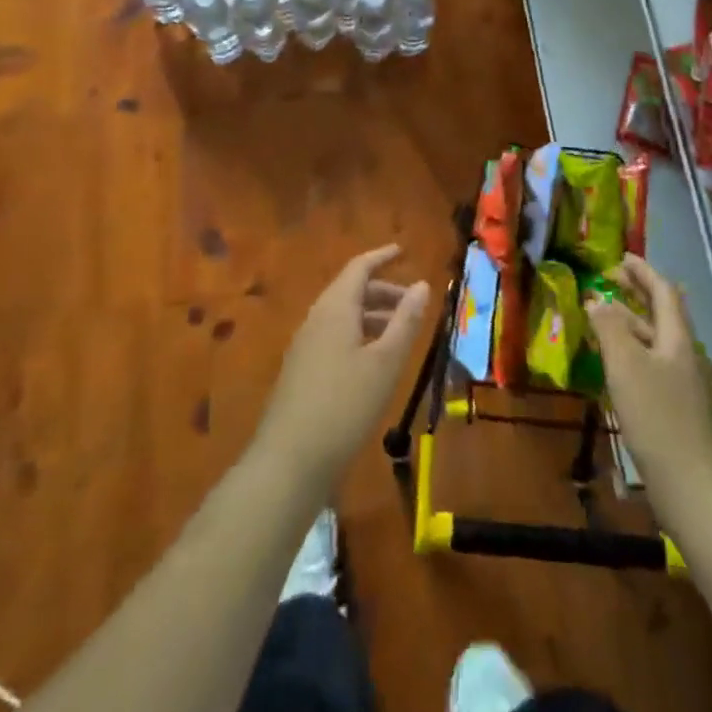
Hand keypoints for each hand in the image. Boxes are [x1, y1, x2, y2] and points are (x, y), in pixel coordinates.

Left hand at [253, 246, 430, 491]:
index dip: (381, 257)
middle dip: (382, 291)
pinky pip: (333, 337)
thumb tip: (422, 285)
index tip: (402, 251)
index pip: (359, 268)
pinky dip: (358, 335)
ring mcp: (305, 345)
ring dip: (372, 316)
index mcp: (335, 308)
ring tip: (399, 334)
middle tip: (412, 303)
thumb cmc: (344, 405)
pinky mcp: (301, 371)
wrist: (289, 460)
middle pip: (350, 291)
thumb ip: (406, 321)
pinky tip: (373, 362)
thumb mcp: (385, 363)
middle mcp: (316, 318)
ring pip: (342, 316)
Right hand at [586, 255, 711, 497]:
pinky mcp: (687, 413)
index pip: (664, 292)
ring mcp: (692, 386)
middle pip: (664, 315)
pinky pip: (659, 367)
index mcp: (679, 340)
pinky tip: (621, 369)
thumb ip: (609, 328)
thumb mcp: (625, 366)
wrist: (695, 489)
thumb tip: (598, 301)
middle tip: (612, 281)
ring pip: (660, 343)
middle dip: (638, 295)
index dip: (643, 272)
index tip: (622, 257)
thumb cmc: (658, 418)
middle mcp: (690, 356)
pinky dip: (638, 354)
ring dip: (635, 325)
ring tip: (607, 322)